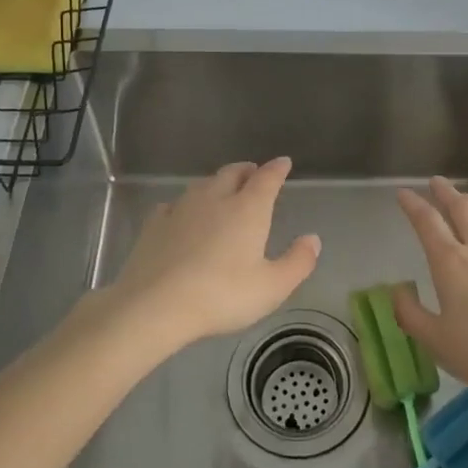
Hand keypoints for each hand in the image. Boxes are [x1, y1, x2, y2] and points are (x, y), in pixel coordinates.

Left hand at [108, 158, 320, 349]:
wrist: (156, 305)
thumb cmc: (222, 295)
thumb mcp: (272, 287)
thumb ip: (297, 262)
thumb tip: (313, 239)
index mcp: (248, 209)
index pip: (267, 178)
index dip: (276, 169)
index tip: (283, 162)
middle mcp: (215, 198)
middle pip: (232, 173)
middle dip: (246, 170)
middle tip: (252, 172)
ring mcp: (181, 208)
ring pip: (202, 185)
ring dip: (216, 183)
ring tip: (221, 190)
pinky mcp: (154, 224)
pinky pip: (173, 205)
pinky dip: (184, 206)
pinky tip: (180, 215)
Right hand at [394, 176, 467, 406]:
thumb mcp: (436, 342)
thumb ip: (410, 314)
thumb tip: (398, 291)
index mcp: (451, 262)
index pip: (427, 222)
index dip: (413, 205)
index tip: (404, 193)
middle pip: (461, 209)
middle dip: (446, 193)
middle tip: (437, 182)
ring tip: (467, 199)